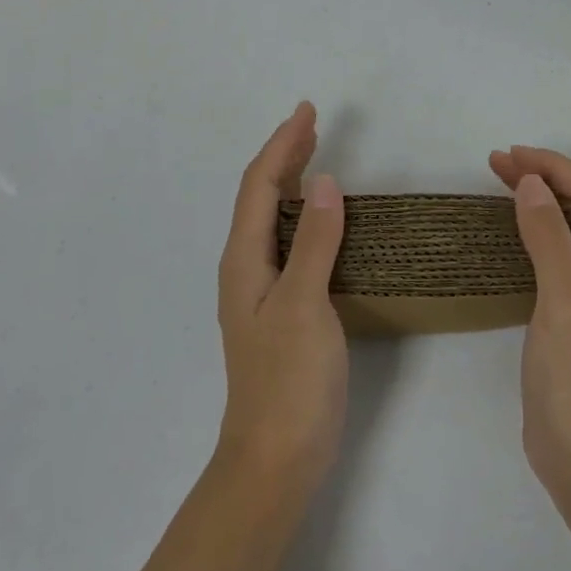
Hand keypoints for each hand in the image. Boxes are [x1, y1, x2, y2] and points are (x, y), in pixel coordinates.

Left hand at [216, 102, 347, 498]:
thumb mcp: (304, 304)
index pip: (260, 185)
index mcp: (244, 258)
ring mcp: (260, 289)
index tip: (307, 111)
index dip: (282, 144)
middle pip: (261, 196)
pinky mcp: (279, 308)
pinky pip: (287, 241)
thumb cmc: (288, 380)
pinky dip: (303, 214)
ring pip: (272, 218)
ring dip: (292, 180)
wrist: (275, 459)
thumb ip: (315, 242)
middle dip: (284, 155)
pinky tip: (321, 219)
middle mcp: (245, 267)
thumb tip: (327, 182)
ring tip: (314, 154)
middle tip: (312, 123)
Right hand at [489, 146, 570, 501]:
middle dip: (545, 176)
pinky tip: (517, 232)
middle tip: (497, 164)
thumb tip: (532, 183)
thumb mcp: (562, 303)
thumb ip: (549, 239)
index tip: (509, 157)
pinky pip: (563, 253)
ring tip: (503, 184)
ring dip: (543, 199)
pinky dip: (539, 229)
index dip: (553, 167)